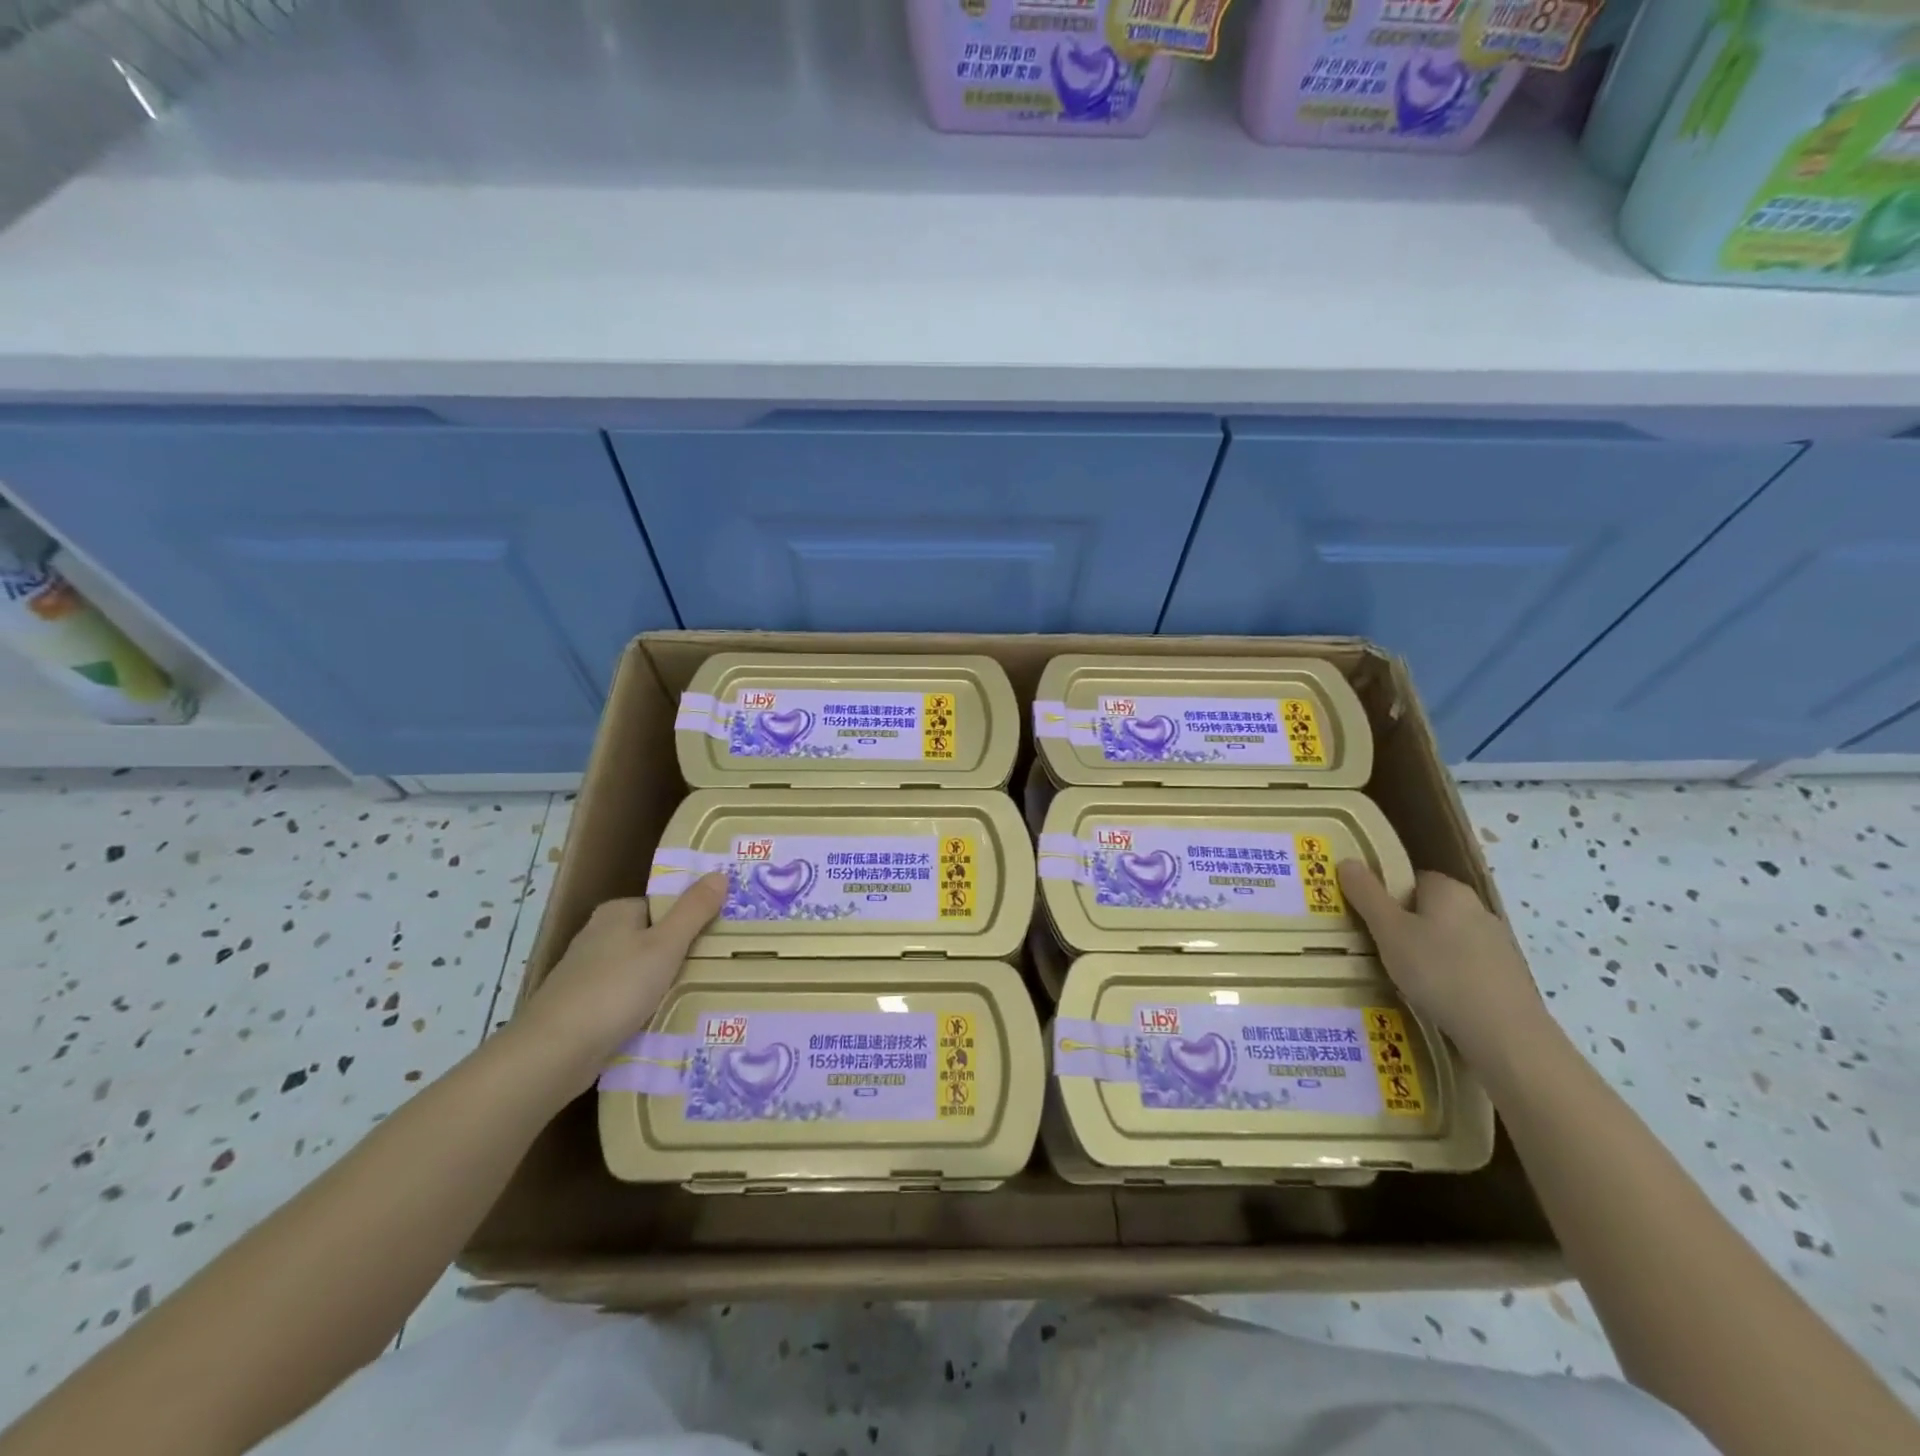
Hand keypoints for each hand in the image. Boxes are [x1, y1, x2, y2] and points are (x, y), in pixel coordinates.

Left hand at [514, 872, 726, 1085]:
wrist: (554, 1052)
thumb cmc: (615, 988)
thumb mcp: (665, 945)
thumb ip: (693, 910)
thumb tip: (719, 874)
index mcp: (616, 913)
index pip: (663, 906)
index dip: (691, 919)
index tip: (719, 937)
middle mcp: (598, 936)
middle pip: (652, 938)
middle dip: (680, 954)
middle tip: (717, 968)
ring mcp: (587, 974)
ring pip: (640, 972)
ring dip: (663, 984)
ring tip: (699, 996)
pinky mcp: (583, 1008)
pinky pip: (625, 1000)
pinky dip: (644, 1008)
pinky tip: (663, 1021)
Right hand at [1337, 861, 1549, 1067]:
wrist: (1506, 1034)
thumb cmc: (1439, 972)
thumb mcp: (1389, 931)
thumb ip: (1367, 895)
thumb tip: (1348, 860)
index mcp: (1449, 890)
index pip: (1410, 878)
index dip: (1385, 894)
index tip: (1366, 917)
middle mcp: (1477, 908)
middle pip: (1428, 908)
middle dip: (1403, 924)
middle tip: (1376, 947)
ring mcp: (1497, 943)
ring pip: (1446, 938)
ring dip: (1425, 951)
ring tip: (1402, 976)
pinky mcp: (1507, 975)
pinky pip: (1464, 964)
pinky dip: (1447, 974)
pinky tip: (1435, 996)